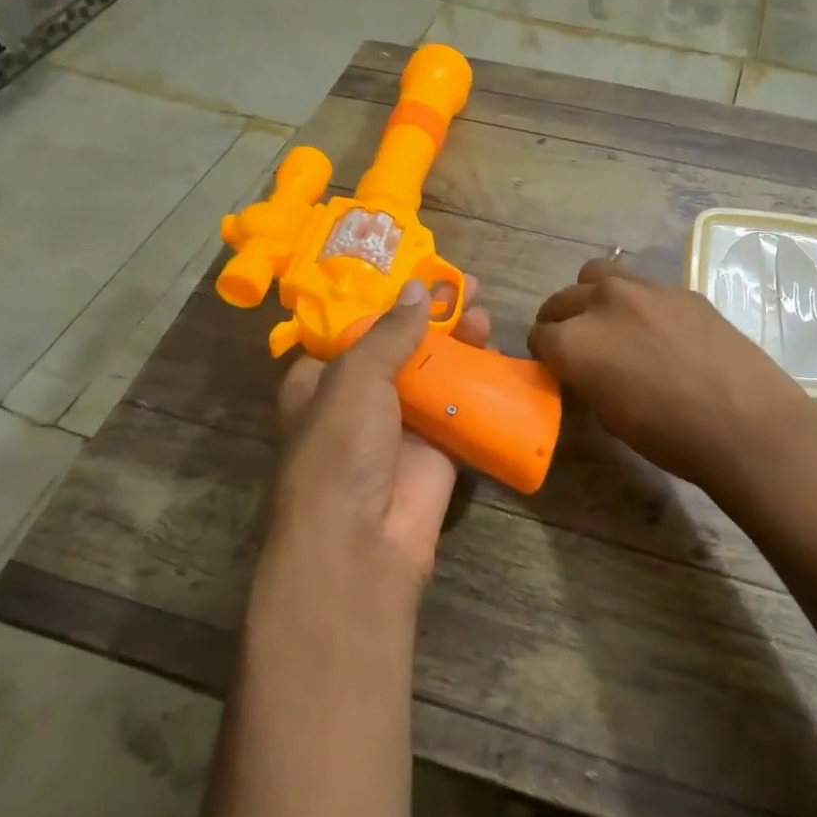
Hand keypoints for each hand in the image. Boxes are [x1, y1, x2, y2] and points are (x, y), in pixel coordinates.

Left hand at [271, 276, 492, 587]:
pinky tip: (494, 350)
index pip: (353, 330)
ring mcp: (401, 424)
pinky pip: (460, 404)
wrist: (363, 542)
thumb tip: (419, 289)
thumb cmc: (342, 450)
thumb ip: (389, 332)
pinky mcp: (437, 448)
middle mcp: (360, 399)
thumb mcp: (355, 379)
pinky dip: (477, 379)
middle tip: (463, 285)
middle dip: (430, 315)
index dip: (385, 300)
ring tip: (483, 310)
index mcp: (322, 381)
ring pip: (433, 371)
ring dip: (457, 341)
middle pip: (400, 345)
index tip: (417, 273)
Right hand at [528, 257, 816, 497]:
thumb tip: (583, 366)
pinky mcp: (679, 288)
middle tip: (579, 347)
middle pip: (561, 300)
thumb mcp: (609, 416)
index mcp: (575, 341)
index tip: (559, 368)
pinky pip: (640, 283)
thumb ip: (585, 378)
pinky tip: (656, 327)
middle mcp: (601, 303)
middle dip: (562, 322)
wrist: (746, 423)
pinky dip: (634, 299)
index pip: (539, 336)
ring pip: (597, 275)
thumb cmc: (670, 437)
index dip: (546, 355)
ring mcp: (643, 288)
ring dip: (592, 296)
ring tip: (610, 322)